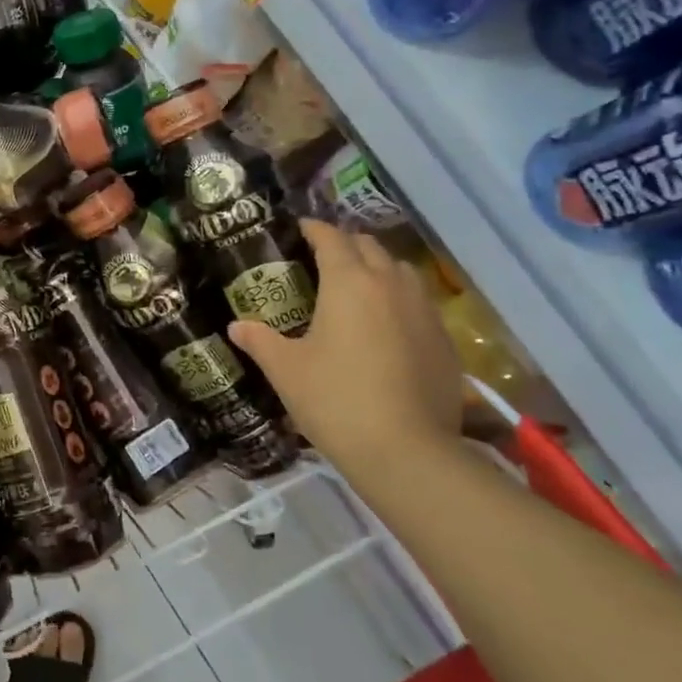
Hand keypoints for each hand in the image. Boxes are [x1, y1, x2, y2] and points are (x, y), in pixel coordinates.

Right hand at [228, 221, 462, 472]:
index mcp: (349, 282)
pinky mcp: (445, 341)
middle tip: (323, 259)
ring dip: (378, 269)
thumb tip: (236, 326)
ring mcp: (424, 312)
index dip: (314, 229)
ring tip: (358, 289)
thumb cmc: (336, 400)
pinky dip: (400, 302)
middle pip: (369, 246)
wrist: (407, 452)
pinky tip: (387, 329)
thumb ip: (260, 341)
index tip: (300, 229)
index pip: (331, 238)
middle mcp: (390, 285)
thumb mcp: (286, 370)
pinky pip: (419, 304)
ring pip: (401, 271)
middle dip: (346, 245)